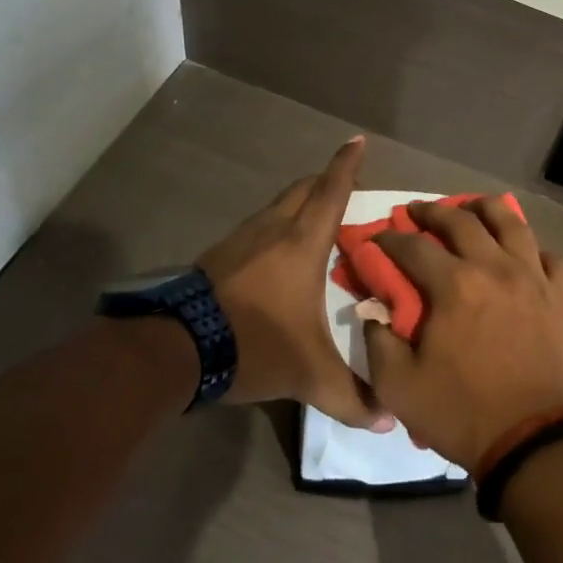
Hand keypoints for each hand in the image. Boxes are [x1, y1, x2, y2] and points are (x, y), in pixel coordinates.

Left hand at [199, 136, 392, 430]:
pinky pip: (256, 227)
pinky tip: (275, 255)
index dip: (347, 164)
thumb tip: (387, 422)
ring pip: (276, 206)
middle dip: (325, 180)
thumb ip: (350, 397)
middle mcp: (272, 230)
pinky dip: (274, 227)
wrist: (175, 349)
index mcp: (302, 244)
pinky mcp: (217, 256)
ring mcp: (240, 240)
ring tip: (314, 223)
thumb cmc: (253, 344)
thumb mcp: (308, 375)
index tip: (357, 139)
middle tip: (344, 187)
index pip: (331, 192)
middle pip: (302, 189)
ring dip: (297, 204)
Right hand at [362, 197, 562, 468]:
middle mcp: (495, 267)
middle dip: (433, 211)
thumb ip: (378, 340)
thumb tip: (374, 310)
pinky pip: (552, 258)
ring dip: (486, 209)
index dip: (389, 240)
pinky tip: (524, 257)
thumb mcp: (398, 386)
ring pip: (512, 223)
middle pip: (462, 220)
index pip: (412, 246)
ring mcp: (535, 278)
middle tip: (417, 212)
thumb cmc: (462, 413)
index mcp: (454, 285)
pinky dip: (535, 251)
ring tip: (473, 209)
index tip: (376, 240)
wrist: (532, 441)